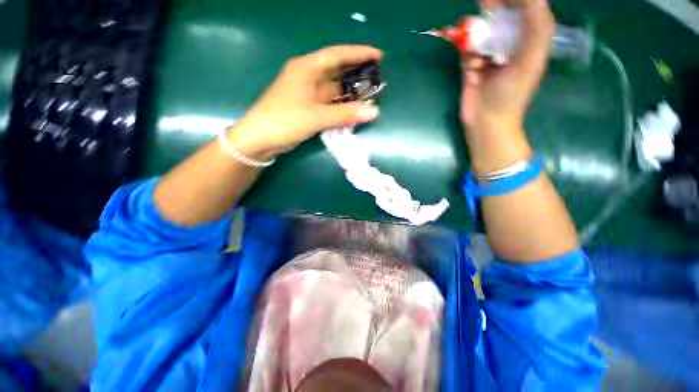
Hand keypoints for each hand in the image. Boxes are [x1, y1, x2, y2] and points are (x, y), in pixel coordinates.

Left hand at [229, 45, 382, 159]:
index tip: (378, 55)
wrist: (260, 139)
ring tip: (369, 99)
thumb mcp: (316, 116)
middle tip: (376, 80)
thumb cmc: (285, 121)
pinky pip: (329, 105)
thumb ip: (345, 114)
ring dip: (349, 96)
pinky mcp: (307, 108)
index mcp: (306, 68)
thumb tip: (374, 111)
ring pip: (333, 91)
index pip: (337, 55)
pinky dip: (340, 109)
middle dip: (356, 76)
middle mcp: (307, 77)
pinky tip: (352, 113)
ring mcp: (307, 94)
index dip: (358, 54)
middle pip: (336, 72)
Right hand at [461, 0, 554, 132]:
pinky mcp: (471, 67)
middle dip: (492, 8)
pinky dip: (467, 54)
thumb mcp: (531, 59)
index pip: (525, 10)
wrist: (485, 121)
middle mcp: (509, 45)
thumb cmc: (511, 95)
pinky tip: (472, 67)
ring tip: (479, 43)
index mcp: (528, 41)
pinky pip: (467, 52)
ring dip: (476, 33)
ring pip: (480, 33)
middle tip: (484, 1)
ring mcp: (488, 56)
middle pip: (500, 18)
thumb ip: (537, 26)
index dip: (517, 1)